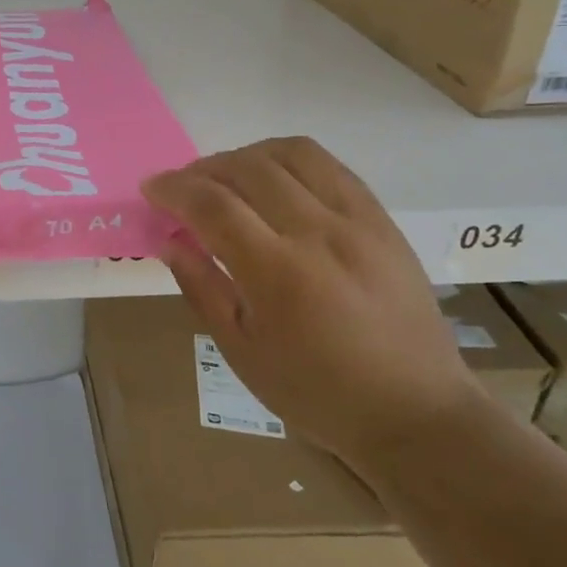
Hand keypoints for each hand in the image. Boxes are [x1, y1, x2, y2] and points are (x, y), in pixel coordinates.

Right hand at [142, 137, 482, 472]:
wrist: (415, 412)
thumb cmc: (317, 393)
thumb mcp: (241, 352)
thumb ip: (202, 288)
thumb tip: (171, 241)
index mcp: (278, 274)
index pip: (213, 205)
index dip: (173, 189)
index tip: (151, 189)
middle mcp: (319, 234)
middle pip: (248, 168)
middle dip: (202, 169)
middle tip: (182, 189)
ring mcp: (358, 221)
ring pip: (292, 154)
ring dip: (246, 156)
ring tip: (226, 178)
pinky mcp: (382, 220)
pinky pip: (330, 167)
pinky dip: (289, 162)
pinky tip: (274, 182)